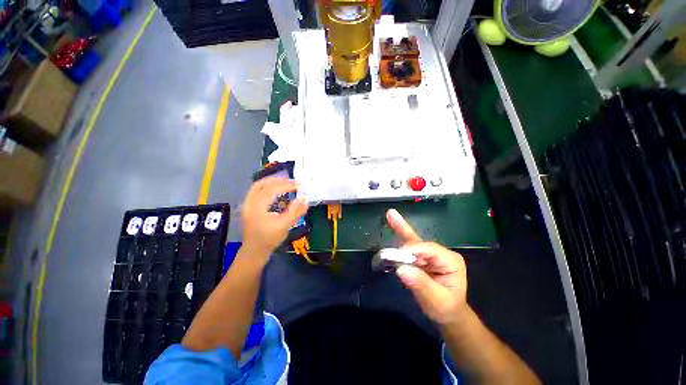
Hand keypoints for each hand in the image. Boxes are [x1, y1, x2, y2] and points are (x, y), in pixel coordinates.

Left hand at [242, 178, 308, 257]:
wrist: (255, 251)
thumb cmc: (270, 239)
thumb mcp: (285, 226)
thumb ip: (295, 212)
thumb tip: (304, 198)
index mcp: (256, 207)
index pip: (271, 190)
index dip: (286, 185)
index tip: (298, 185)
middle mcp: (249, 203)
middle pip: (262, 184)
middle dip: (279, 180)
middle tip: (293, 181)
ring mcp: (247, 204)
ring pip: (258, 186)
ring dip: (272, 181)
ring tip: (286, 182)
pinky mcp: (248, 206)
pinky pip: (257, 190)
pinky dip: (267, 186)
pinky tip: (276, 188)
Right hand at [386, 209, 467, 324]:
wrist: (448, 314)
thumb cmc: (446, 309)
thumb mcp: (436, 301)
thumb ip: (421, 285)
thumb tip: (402, 269)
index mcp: (450, 261)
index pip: (429, 250)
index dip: (412, 250)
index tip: (396, 256)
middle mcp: (440, 253)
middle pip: (420, 242)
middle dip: (404, 236)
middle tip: (391, 217)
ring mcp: (430, 254)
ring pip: (413, 240)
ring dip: (400, 229)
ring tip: (391, 214)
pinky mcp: (421, 256)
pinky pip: (408, 245)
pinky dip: (399, 235)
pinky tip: (392, 219)